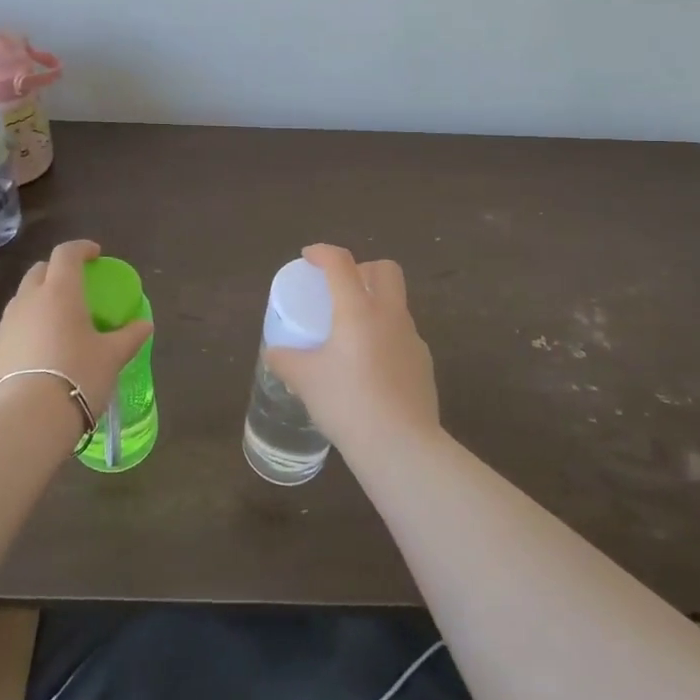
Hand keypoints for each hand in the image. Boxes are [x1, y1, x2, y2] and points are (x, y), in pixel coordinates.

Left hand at [0, 239, 152, 423]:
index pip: (66, 253)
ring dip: (40, 299)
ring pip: (23, 298)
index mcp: (60, 291)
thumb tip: (145, 324)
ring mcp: (7, 324)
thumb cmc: (77, 376)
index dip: (81, 249)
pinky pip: (14, 325)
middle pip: (40, 271)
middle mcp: (29, 299)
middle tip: (76, 286)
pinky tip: (41, 349)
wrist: (24, 420)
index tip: (95, 255)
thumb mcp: (112, 357)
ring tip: (59, 321)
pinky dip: (29, 325)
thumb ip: (129, 337)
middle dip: (57, 271)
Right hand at [263, 243, 439, 461]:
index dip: (323, 252)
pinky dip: (386, 338)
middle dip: (363, 269)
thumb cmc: (348, 403)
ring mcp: (413, 340)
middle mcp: (390, 316)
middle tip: (341, 288)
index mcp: (358, 310)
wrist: (401, 447)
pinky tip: (370, 367)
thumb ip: (286, 361)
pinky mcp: (424, 365)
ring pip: (397, 304)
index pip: (341, 263)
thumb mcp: (306, 381)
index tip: (309, 257)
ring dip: (376, 305)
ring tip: (352, 333)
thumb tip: (274, 354)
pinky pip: (403, 337)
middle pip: (386, 270)